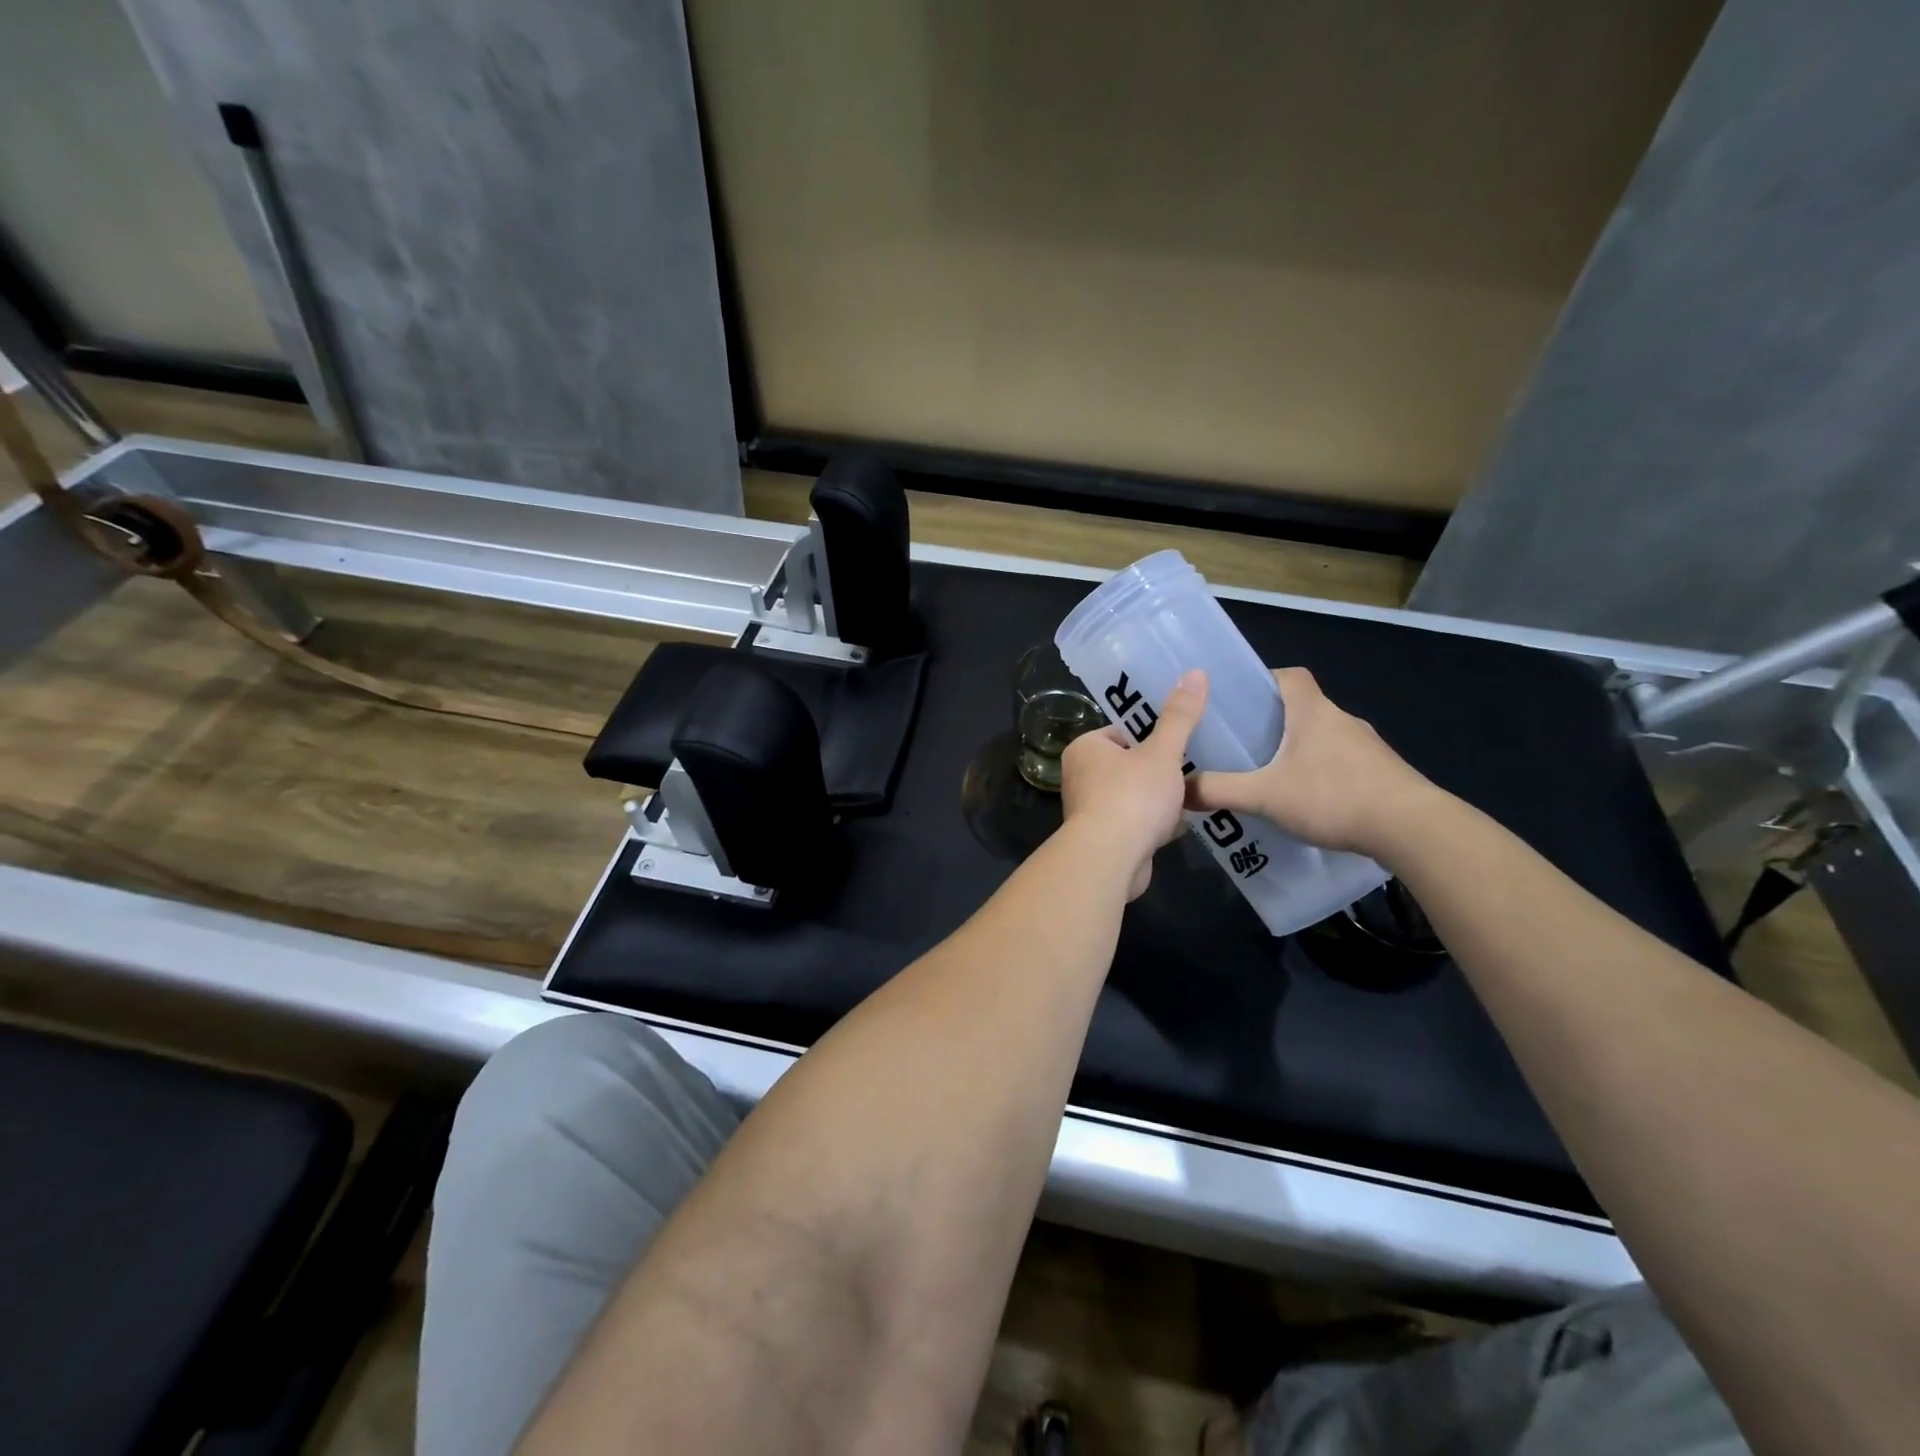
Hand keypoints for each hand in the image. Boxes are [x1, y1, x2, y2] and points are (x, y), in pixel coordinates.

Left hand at [1060, 669, 1207, 899]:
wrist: (1110, 859)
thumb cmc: (1132, 796)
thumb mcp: (1162, 752)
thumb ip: (1180, 717)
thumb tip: (1197, 672)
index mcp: (1085, 748)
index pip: (1122, 732)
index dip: (1152, 737)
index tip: (1178, 744)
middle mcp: (1080, 776)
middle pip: (1129, 765)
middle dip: (1158, 771)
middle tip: (1189, 771)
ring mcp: (1090, 810)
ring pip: (1133, 795)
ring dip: (1158, 800)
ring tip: (1189, 797)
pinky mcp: (1103, 839)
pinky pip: (1134, 823)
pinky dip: (1154, 824)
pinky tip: (1179, 826)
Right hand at [1186, 667, 1431, 856]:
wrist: (1412, 828)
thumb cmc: (1334, 795)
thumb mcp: (1264, 795)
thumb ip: (1219, 790)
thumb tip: (1179, 789)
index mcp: (1313, 711)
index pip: (1289, 675)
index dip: (1264, 681)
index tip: (1240, 701)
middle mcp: (1341, 719)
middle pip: (1302, 707)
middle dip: (1272, 722)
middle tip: (1242, 745)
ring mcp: (1366, 747)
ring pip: (1322, 737)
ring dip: (1298, 750)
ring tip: (1269, 777)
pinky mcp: (1381, 773)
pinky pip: (1341, 763)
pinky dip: (1321, 773)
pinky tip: (1307, 802)